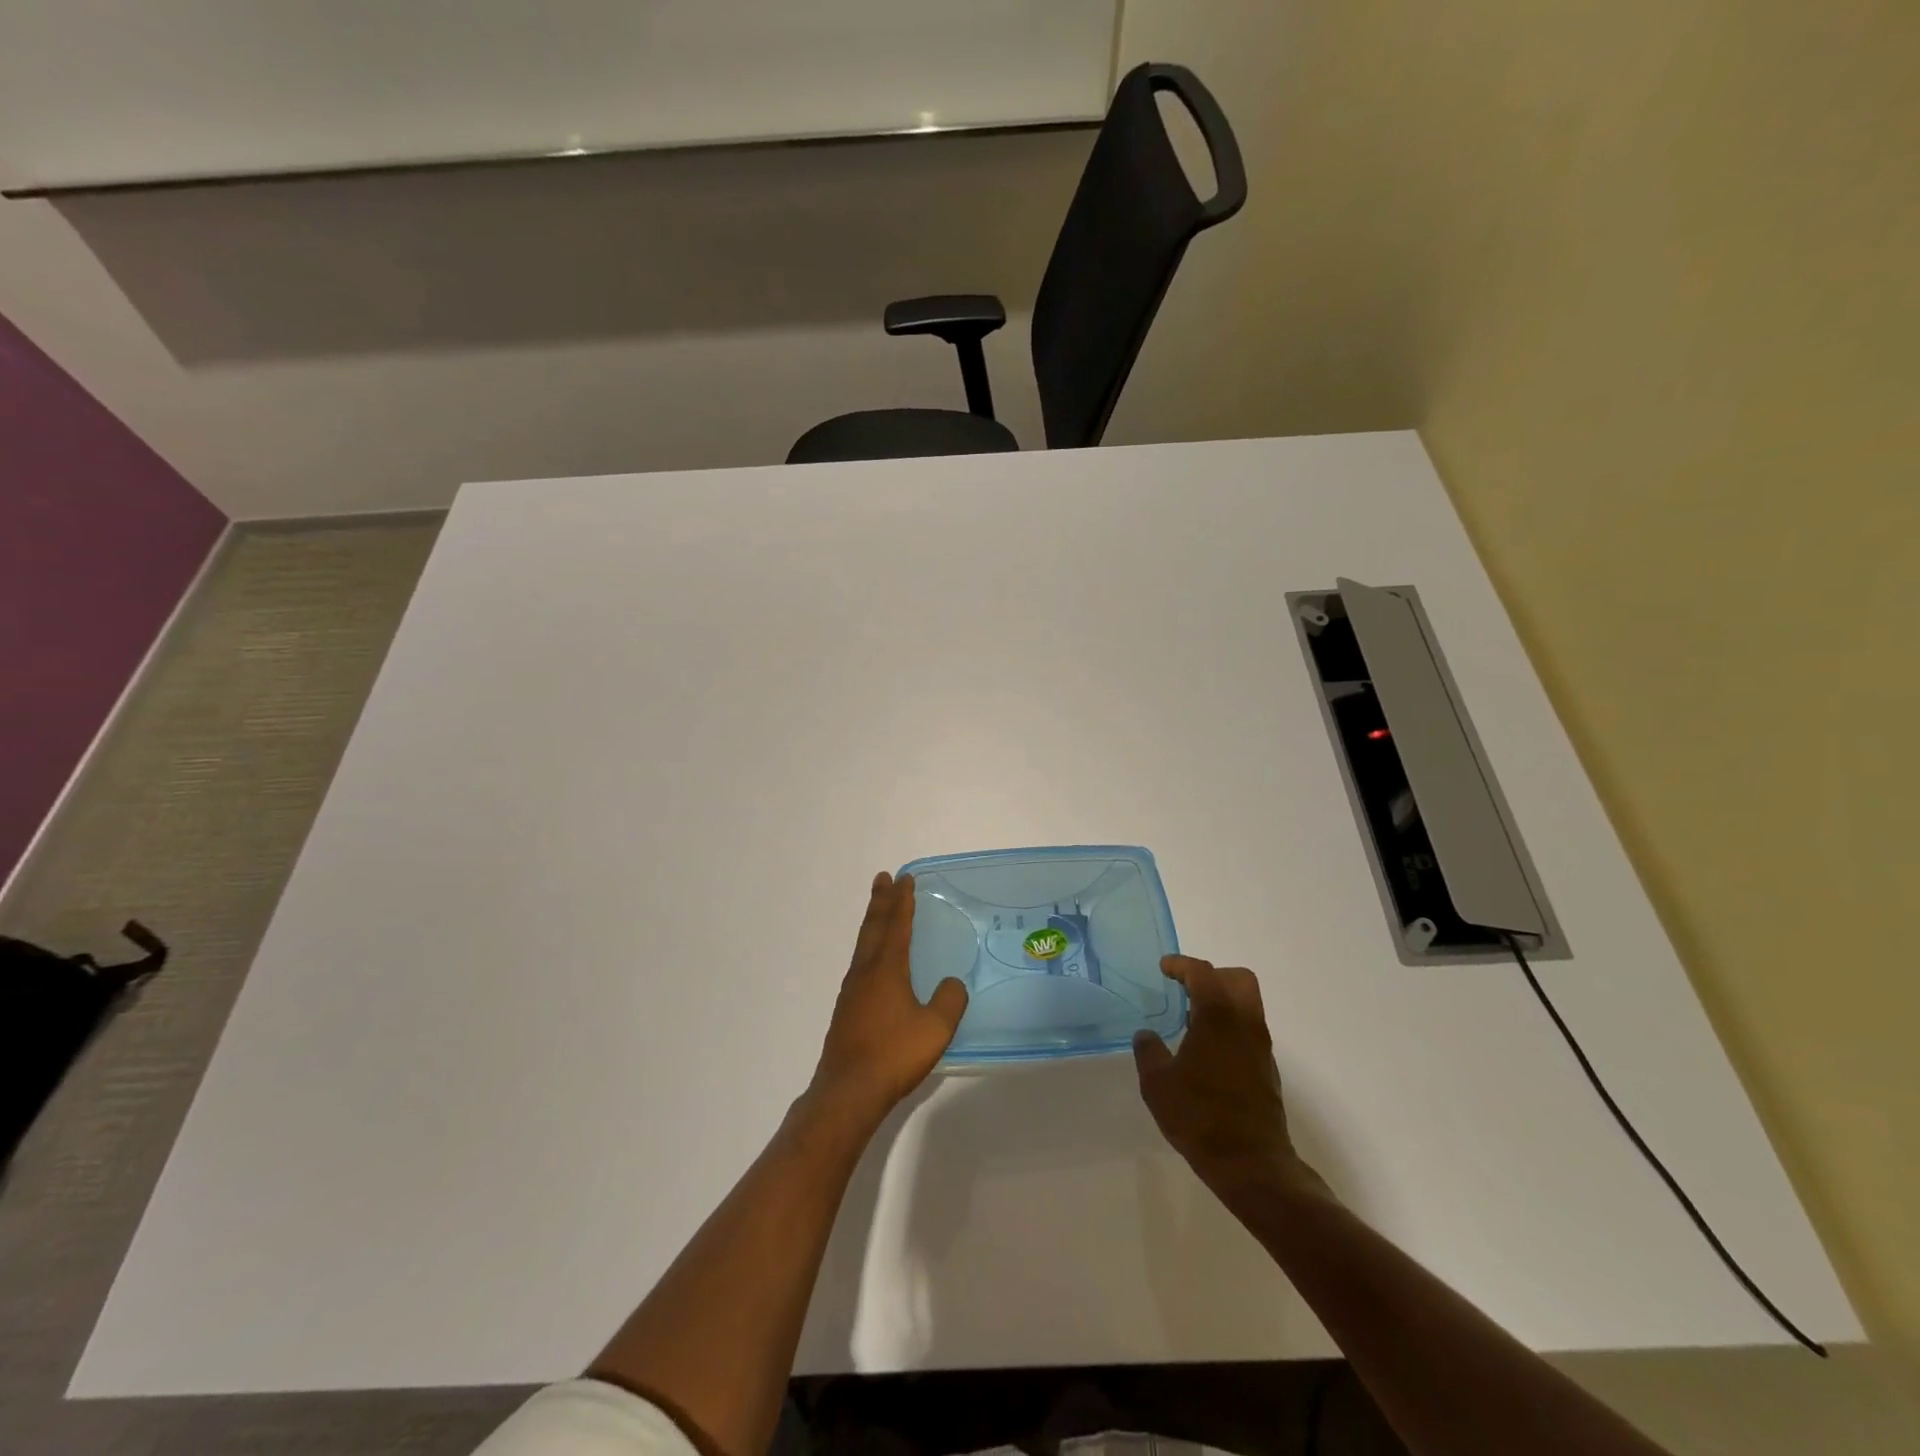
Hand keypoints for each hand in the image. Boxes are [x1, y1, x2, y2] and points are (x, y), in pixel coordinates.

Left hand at [809, 872, 967, 1128]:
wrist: (848, 1091)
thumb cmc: (894, 1054)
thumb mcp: (935, 1028)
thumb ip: (949, 1001)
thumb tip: (953, 983)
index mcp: (886, 969)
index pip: (897, 925)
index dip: (902, 901)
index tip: (904, 879)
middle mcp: (865, 972)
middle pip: (873, 927)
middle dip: (881, 902)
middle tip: (883, 878)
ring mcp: (852, 991)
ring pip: (863, 945)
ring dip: (873, 922)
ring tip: (879, 910)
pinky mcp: (846, 1010)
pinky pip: (860, 963)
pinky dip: (869, 947)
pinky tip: (873, 961)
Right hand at [1133, 956, 1325, 1203]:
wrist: (1251, 1164)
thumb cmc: (1200, 1116)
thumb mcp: (1158, 1084)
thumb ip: (1149, 1052)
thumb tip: (1146, 1036)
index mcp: (1218, 1017)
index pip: (1203, 973)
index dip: (1181, 965)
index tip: (1164, 967)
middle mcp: (1245, 1024)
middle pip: (1238, 979)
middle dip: (1212, 975)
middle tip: (1186, 988)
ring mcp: (1261, 1047)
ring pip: (1248, 1004)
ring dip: (1222, 1001)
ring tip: (1192, 1019)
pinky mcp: (1267, 1069)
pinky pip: (1249, 1029)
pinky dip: (1229, 1025)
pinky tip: (1206, 1049)